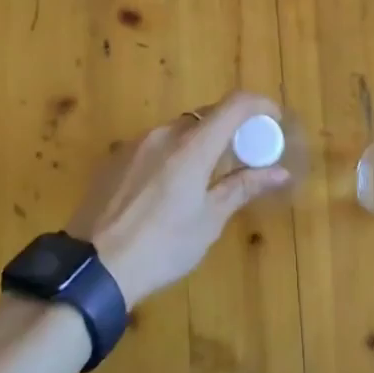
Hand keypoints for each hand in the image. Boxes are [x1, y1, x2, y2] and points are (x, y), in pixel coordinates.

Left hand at [65, 92, 289, 308]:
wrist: (93, 267)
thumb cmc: (161, 247)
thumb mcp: (208, 221)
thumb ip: (242, 188)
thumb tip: (279, 172)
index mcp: (192, 146)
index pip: (234, 105)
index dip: (259, 105)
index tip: (273, 121)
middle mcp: (163, 134)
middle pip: (205, 116)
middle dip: (230, 129)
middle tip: (244, 157)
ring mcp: (135, 144)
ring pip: (178, 131)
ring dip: (199, 143)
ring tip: (205, 179)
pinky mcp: (114, 159)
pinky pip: (153, 145)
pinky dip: (172, 155)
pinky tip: (168, 190)